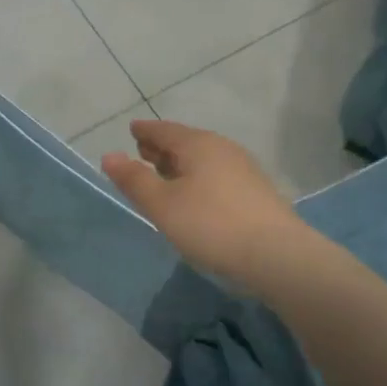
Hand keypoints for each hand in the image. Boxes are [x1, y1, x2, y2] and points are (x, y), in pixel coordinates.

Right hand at [100, 120, 302, 288]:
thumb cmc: (211, 225)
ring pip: (203, 158)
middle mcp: (222, 148)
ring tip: (165, 174)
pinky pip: (218, 173)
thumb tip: (109, 155)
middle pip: (186, 141)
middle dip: (163, 146)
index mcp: (198, 144)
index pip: (164, 130)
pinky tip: (196, 194)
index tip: (132, 129)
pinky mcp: (256, 191)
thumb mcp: (163, 205)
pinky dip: (199, 176)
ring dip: (181, 163)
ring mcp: (244, 169)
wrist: (277, 256)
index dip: (146, 131)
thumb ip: (134, 180)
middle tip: (143, 151)